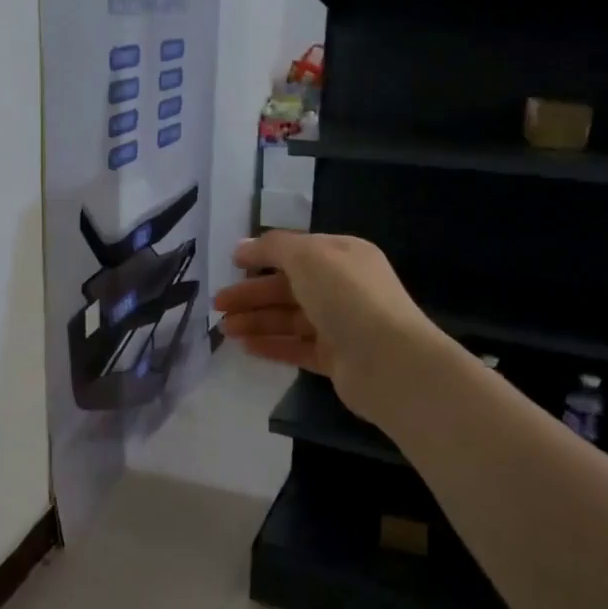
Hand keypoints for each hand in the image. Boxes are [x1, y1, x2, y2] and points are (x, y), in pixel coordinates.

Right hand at [213, 231, 451, 423]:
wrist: (389, 361)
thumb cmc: (348, 297)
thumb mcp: (308, 256)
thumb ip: (273, 247)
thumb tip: (244, 247)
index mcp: (342, 255)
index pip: (296, 251)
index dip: (262, 256)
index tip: (230, 264)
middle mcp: (343, 287)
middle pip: (287, 287)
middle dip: (251, 294)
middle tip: (217, 304)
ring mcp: (340, 325)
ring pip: (289, 319)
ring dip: (256, 321)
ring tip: (224, 329)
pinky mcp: (335, 358)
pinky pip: (296, 348)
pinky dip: (271, 345)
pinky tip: (245, 347)